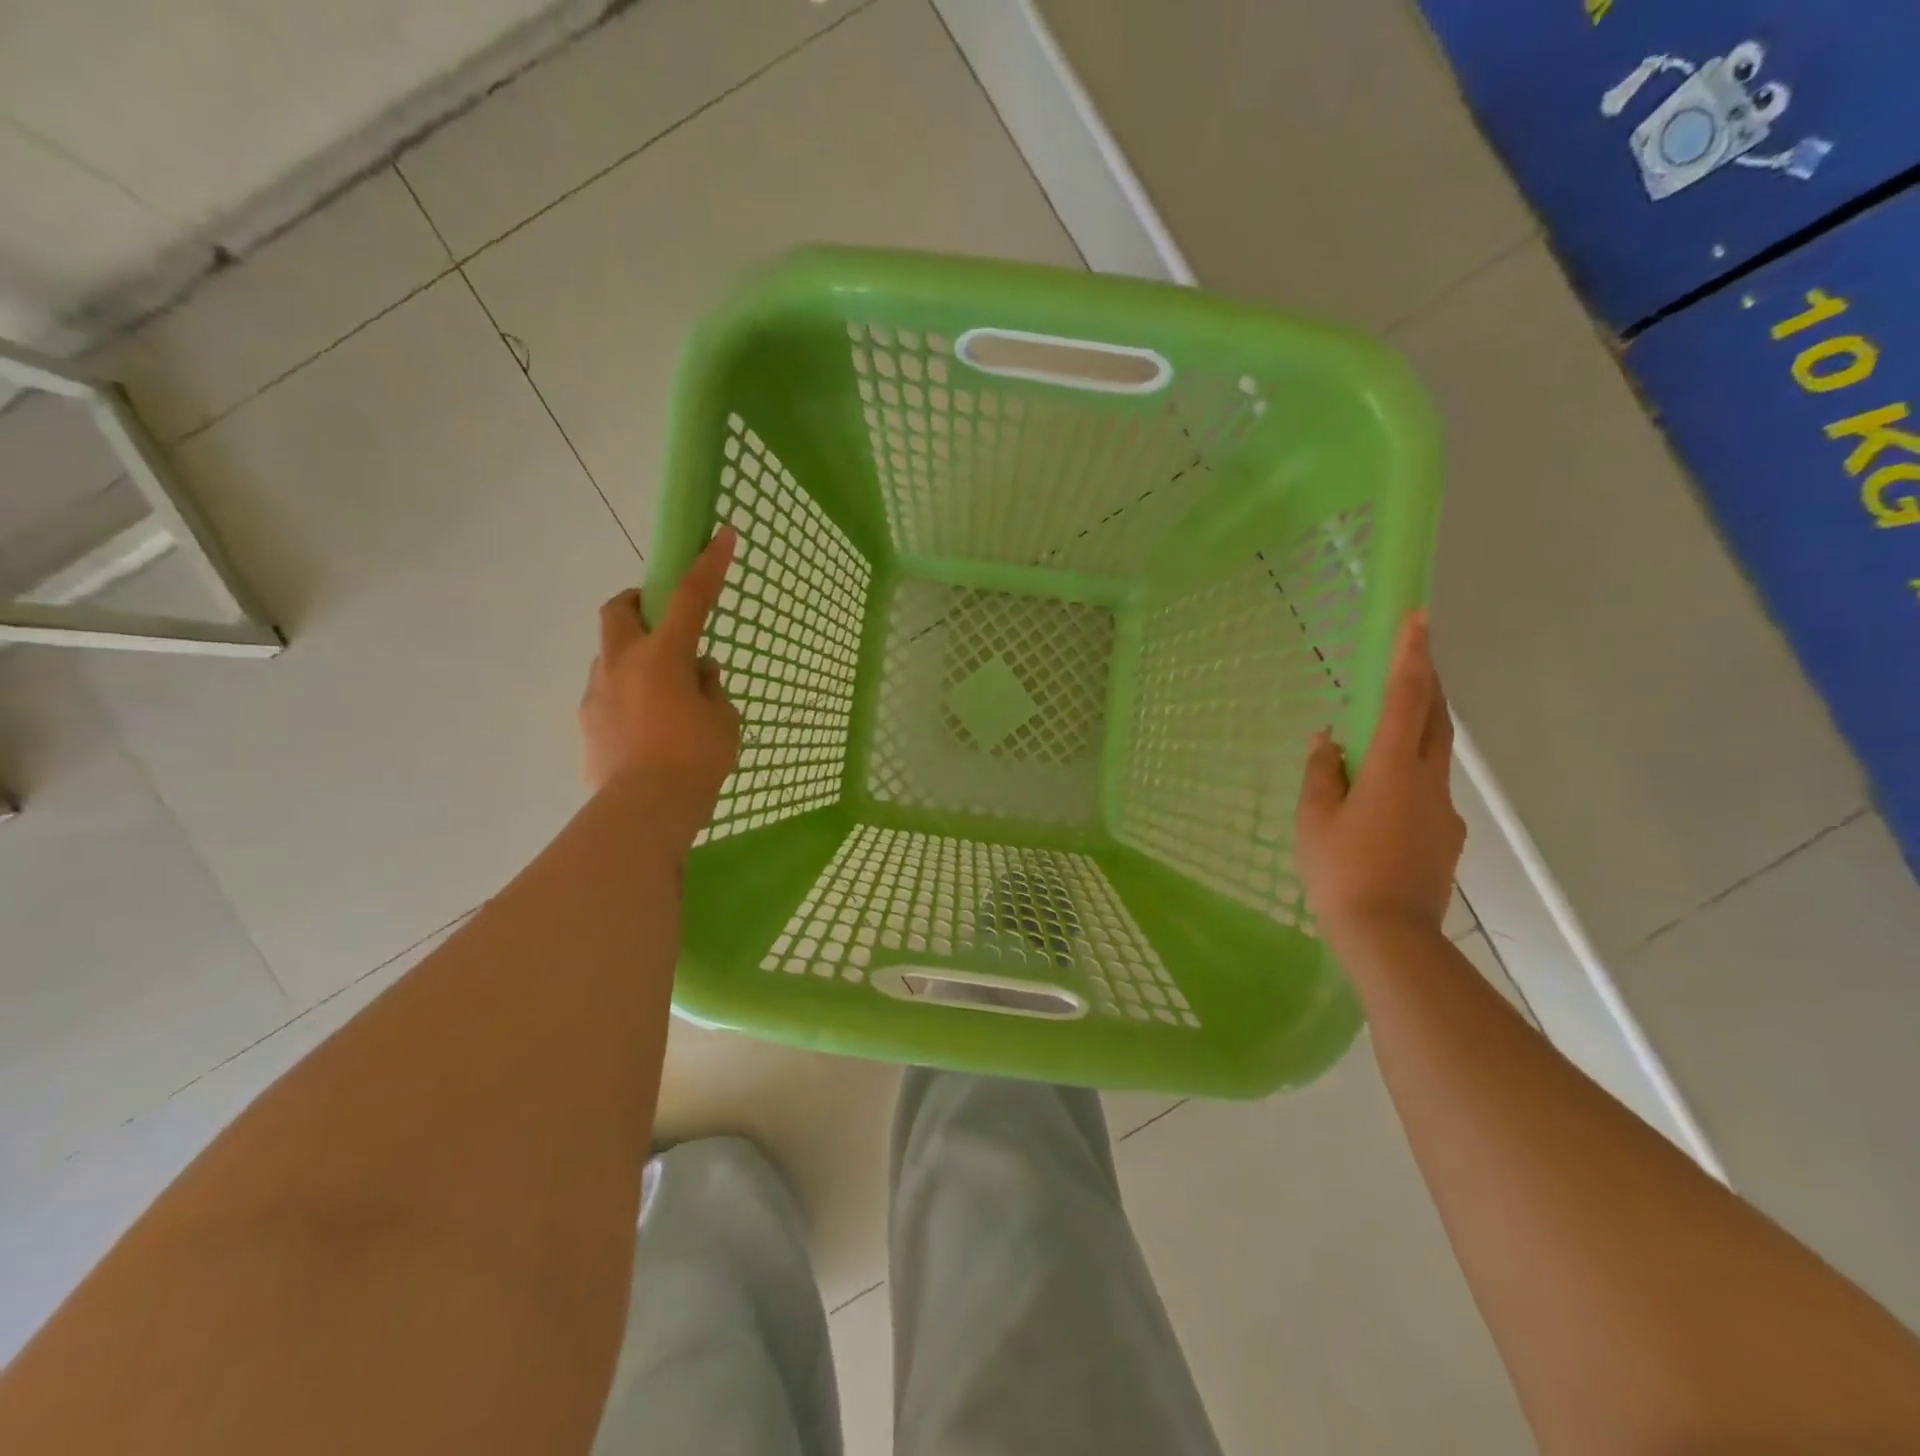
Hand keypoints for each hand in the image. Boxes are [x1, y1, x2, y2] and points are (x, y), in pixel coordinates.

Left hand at [580, 528, 741, 842]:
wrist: (644, 812)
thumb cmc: (695, 760)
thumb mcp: (723, 720)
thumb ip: (710, 688)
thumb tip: (698, 673)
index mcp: (662, 655)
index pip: (689, 597)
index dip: (708, 564)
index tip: (721, 534)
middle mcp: (622, 663)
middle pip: (618, 610)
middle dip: (636, 602)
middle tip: (662, 622)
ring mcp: (598, 692)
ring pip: (611, 656)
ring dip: (635, 659)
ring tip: (664, 697)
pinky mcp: (587, 723)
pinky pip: (608, 695)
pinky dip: (627, 697)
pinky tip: (647, 731)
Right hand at [1294, 610, 1464, 942]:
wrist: (1389, 936)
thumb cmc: (1340, 871)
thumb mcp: (1314, 819)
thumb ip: (1321, 773)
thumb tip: (1328, 739)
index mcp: (1392, 768)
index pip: (1405, 699)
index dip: (1411, 656)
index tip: (1418, 618)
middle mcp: (1428, 780)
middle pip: (1436, 718)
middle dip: (1428, 681)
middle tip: (1415, 655)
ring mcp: (1442, 810)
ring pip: (1434, 754)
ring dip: (1419, 727)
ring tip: (1387, 727)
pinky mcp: (1444, 836)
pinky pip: (1427, 789)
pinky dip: (1409, 772)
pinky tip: (1382, 796)